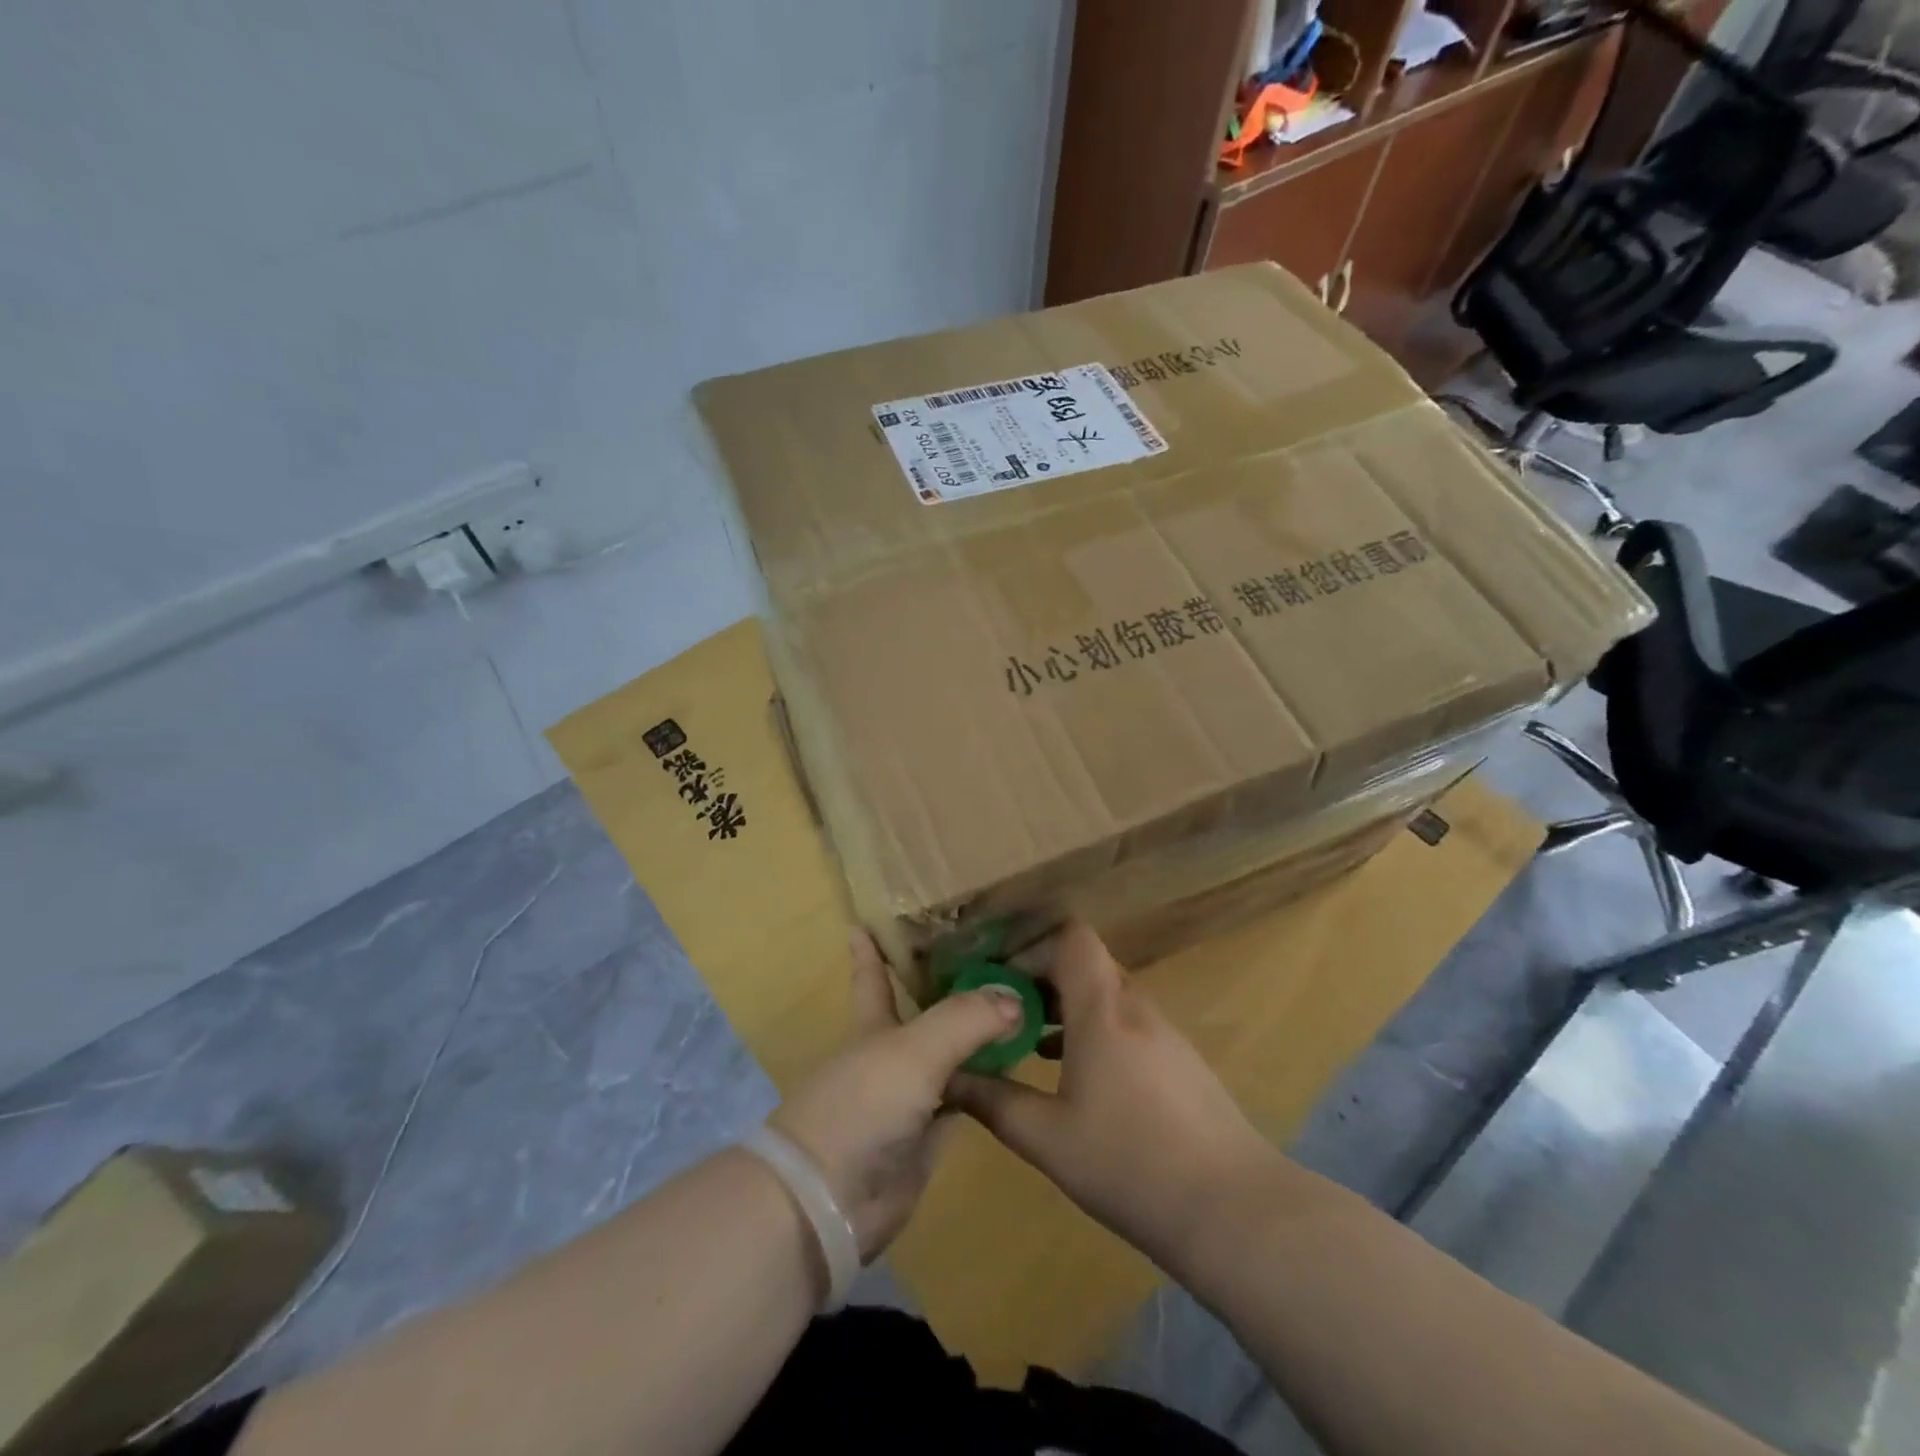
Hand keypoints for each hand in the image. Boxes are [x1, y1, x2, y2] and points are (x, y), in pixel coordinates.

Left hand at [769, 931, 1024, 1261]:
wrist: (830, 1201)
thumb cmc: (862, 1106)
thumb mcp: (914, 1051)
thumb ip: (965, 1019)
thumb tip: (1015, 997)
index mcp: (874, 1026)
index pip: (874, 976)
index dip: (871, 949)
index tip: (868, 919)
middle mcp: (891, 1055)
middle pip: (924, 1013)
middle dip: (948, 987)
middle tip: (991, 956)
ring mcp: (909, 1098)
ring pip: (949, 1056)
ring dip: (976, 1037)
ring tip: (1018, 1005)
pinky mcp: (927, 1138)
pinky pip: (964, 1102)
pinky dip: (986, 1087)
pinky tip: (1015, 1069)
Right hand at [947, 922, 1278, 1275]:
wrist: (1233, 1210)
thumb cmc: (1129, 1163)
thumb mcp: (1047, 1138)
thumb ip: (994, 1102)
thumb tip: (950, 1080)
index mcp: (1102, 1010)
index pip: (1072, 938)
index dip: (1033, 946)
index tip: (999, 979)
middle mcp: (1136, 1008)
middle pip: (1087, 965)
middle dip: (1042, 980)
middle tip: (1005, 1014)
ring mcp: (1165, 1035)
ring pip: (1108, 997)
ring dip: (1069, 1009)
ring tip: (1031, 1045)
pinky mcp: (1182, 1063)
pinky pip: (1129, 1025)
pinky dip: (1097, 1033)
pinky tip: (1079, 1079)